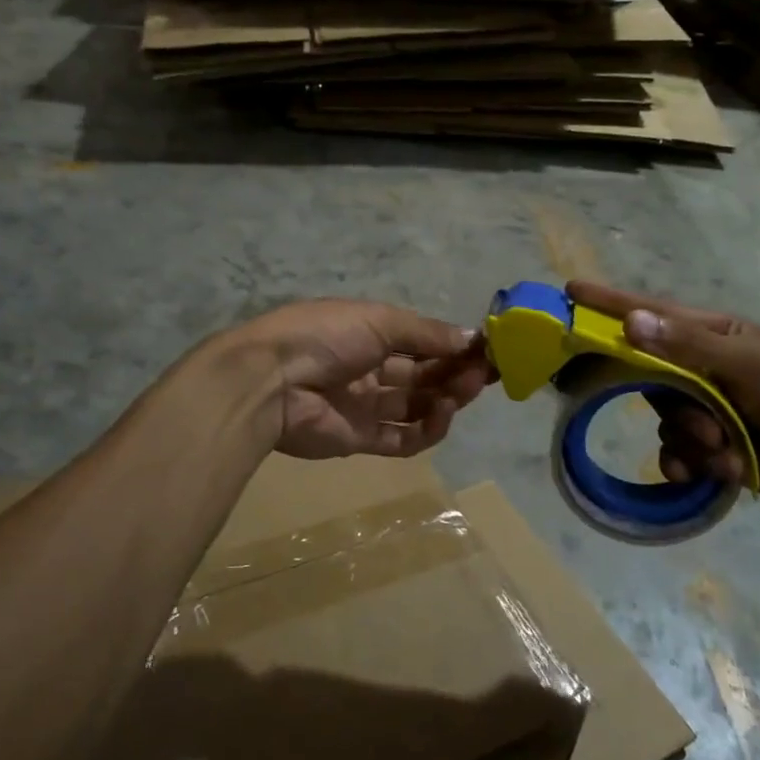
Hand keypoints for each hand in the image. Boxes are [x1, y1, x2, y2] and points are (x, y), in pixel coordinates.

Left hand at [230, 300, 495, 460]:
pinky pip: (401, 438)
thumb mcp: (380, 320)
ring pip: (416, 405)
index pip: (422, 341)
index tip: (488, 349)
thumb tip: (472, 337)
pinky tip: (442, 415)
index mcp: (370, 333)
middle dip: (456, 372)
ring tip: (465, 390)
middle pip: (423, 374)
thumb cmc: (326, 335)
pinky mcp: (359, 438)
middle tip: (487, 373)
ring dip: (446, 398)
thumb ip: (426, 333)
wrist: (271, 379)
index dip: (453, 345)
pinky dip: (427, 429)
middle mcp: (369, 368)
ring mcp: (364, 405)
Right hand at [568, 281, 759, 501]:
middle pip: (649, 377)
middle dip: (672, 405)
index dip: (609, 303)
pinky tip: (712, 472)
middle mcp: (701, 367)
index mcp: (712, 336)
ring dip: (689, 439)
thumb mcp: (749, 364)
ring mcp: (706, 407)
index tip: (570, 292)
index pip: (651, 312)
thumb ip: (687, 346)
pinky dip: (687, 463)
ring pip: (663, 419)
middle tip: (701, 423)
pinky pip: (675, 451)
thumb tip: (629, 322)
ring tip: (724, 451)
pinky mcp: (710, 445)